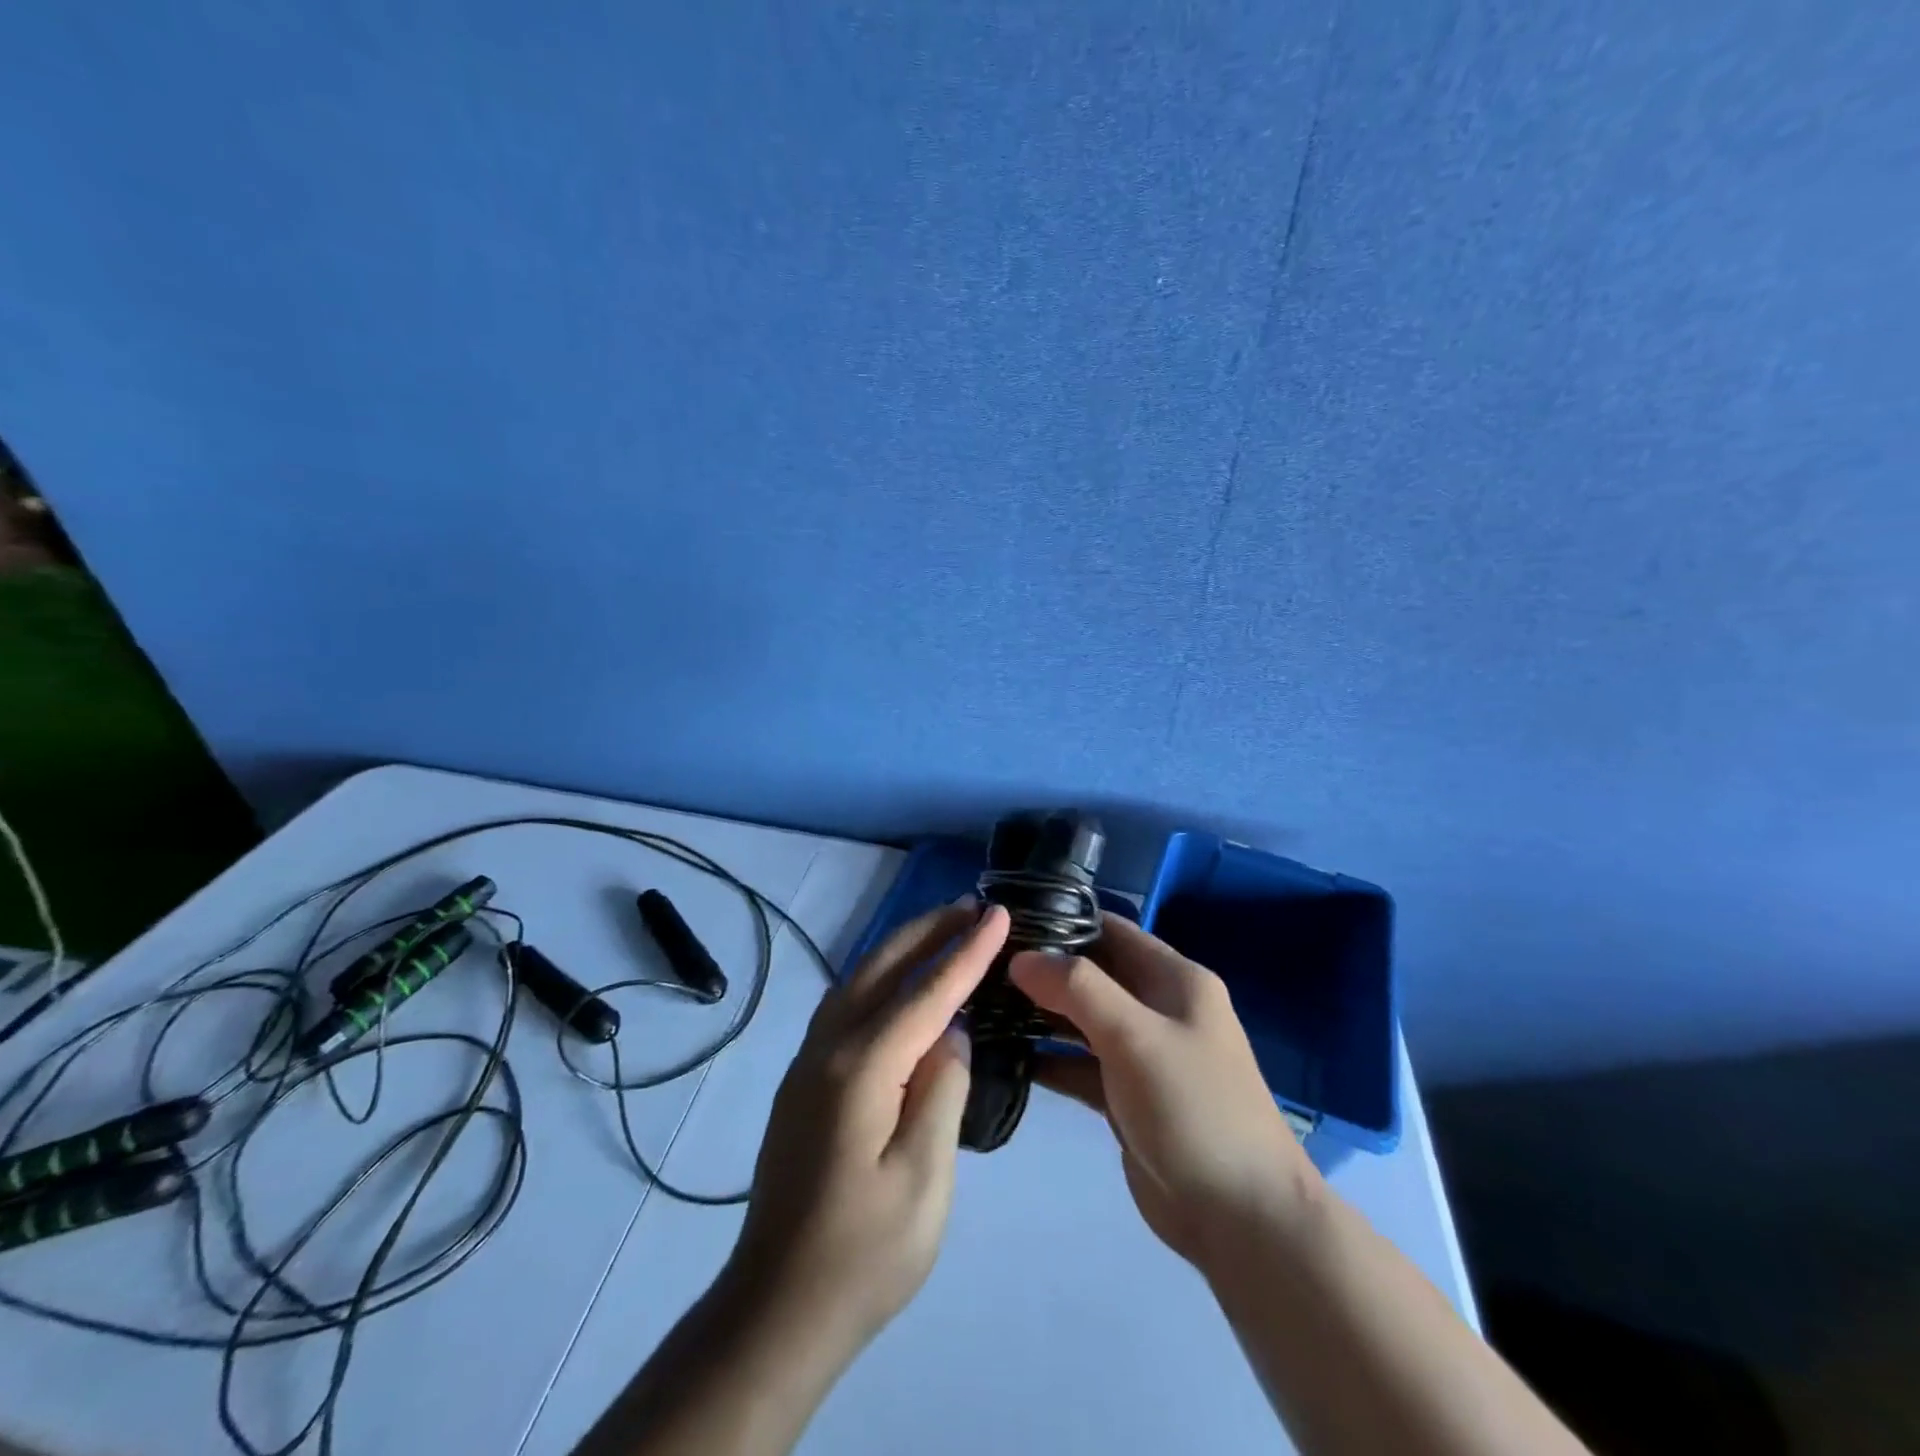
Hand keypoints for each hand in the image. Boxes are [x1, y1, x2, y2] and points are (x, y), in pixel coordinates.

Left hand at [727, 901, 1006, 1357]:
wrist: (776, 1310)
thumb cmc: (863, 1255)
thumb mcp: (924, 1179)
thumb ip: (941, 1092)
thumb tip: (949, 1034)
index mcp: (860, 1068)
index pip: (926, 992)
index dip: (967, 951)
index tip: (999, 913)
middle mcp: (827, 1048)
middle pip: (883, 968)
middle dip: (931, 930)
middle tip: (975, 906)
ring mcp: (808, 1062)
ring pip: (860, 980)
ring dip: (904, 948)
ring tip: (946, 930)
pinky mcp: (804, 1081)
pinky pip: (847, 1005)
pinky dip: (881, 977)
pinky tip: (901, 983)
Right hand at [1010, 915, 1317, 1270]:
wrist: (1241, 1218)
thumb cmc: (1193, 1107)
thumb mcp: (1135, 1035)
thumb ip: (1077, 988)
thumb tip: (1021, 957)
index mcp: (1174, 980)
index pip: (1111, 931)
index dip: (1062, 922)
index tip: (1007, 923)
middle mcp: (1159, 1009)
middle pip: (1092, 975)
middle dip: (1043, 969)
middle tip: (983, 967)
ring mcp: (1142, 1054)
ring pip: (1082, 1020)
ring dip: (1040, 1014)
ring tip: (983, 1004)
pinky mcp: (1126, 1097)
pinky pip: (1080, 1065)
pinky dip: (1048, 1059)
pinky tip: (1005, 1055)